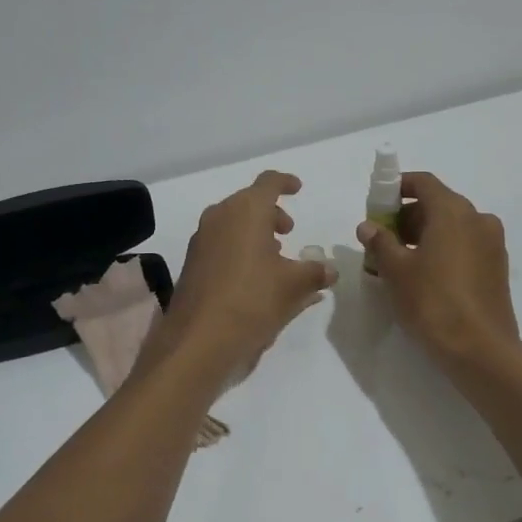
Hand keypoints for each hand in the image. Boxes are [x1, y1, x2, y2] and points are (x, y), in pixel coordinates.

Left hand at [149, 171, 334, 376]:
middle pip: (248, 202)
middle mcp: (219, 217)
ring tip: (274, 258)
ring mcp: (201, 240)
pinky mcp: (192, 263)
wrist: (198, 339)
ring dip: (254, 233)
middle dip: (271, 213)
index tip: (298, 188)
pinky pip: (221, 243)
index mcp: (246, 211)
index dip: (285, 182)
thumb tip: (329, 270)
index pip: (268, 182)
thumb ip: (315, 273)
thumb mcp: (293, 287)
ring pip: (233, 223)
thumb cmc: (252, 300)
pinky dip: (239, 249)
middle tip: (288, 231)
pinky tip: (253, 277)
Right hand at [357, 172, 521, 367]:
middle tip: (382, 238)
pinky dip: (443, 249)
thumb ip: (380, 242)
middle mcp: (478, 219)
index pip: (423, 183)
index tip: (377, 204)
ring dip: (424, 234)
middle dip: (407, 215)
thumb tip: (368, 226)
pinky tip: (424, 275)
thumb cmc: (432, 302)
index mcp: (453, 211)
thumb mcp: (396, 270)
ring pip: (452, 226)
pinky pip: (464, 245)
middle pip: (437, 203)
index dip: (397, 187)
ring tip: (399, 260)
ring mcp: (492, 244)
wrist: (480, 350)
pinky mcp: (497, 267)